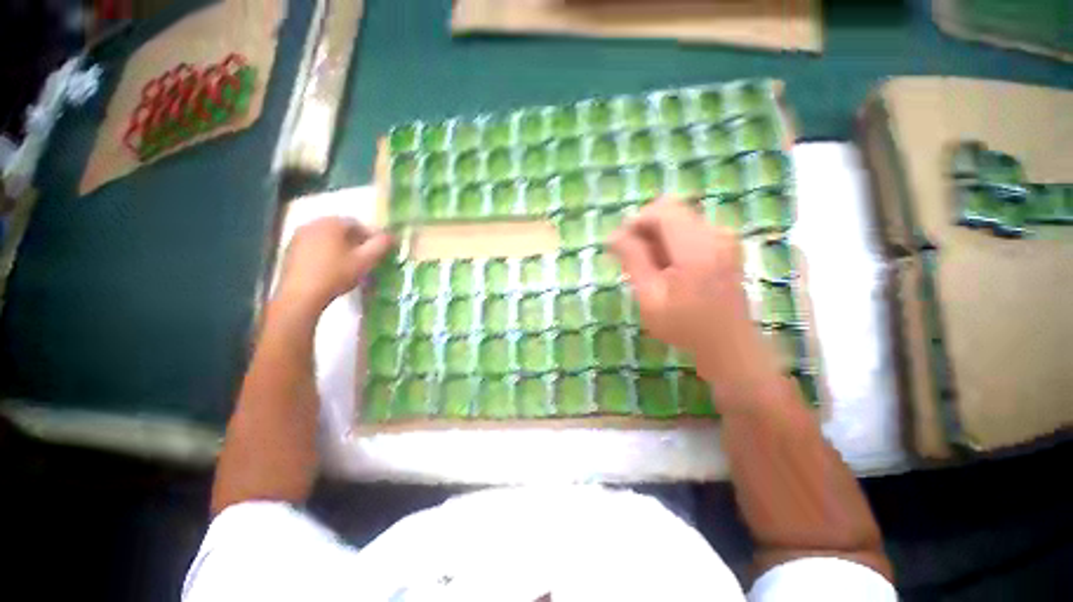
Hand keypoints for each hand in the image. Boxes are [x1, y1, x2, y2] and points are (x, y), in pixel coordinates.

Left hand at [277, 217, 392, 313]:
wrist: (302, 295)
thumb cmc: (337, 274)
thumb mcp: (366, 260)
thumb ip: (381, 245)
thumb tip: (392, 236)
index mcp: (332, 223)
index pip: (358, 224)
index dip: (372, 236)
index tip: (380, 250)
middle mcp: (313, 223)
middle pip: (341, 229)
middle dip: (356, 241)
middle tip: (367, 257)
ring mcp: (299, 236)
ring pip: (328, 237)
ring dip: (341, 247)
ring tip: (350, 264)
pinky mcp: (290, 250)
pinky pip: (315, 246)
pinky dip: (326, 253)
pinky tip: (332, 268)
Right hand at [609, 198, 775, 388]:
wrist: (728, 345)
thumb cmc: (685, 326)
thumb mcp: (650, 297)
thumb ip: (633, 260)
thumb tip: (613, 235)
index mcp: (697, 246)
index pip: (661, 210)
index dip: (635, 222)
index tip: (620, 247)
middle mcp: (715, 233)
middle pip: (670, 210)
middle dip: (645, 230)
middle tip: (632, 260)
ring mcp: (723, 237)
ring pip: (678, 220)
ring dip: (656, 238)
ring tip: (648, 269)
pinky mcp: (724, 245)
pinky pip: (689, 230)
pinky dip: (670, 243)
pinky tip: (665, 269)